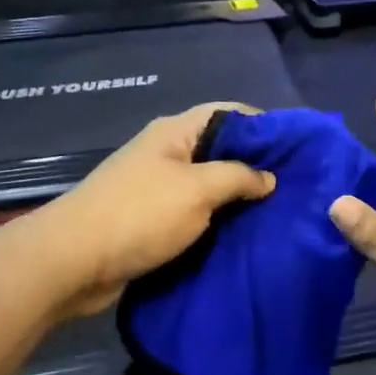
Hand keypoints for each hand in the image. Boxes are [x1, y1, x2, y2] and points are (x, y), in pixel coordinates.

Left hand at [37, 104, 275, 317]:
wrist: (74, 261)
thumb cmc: (140, 215)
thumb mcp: (198, 190)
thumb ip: (238, 177)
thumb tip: (268, 177)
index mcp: (175, 132)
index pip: (229, 113)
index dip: (265, 126)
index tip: (300, 149)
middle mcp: (166, 154)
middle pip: (220, 150)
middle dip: (256, 167)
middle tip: (297, 188)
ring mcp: (156, 188)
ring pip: (207, 186)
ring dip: (236, 200)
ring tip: (279, 215)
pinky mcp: (150, 221)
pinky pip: (193, 215)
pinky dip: (216, 222)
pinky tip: (244, 236)